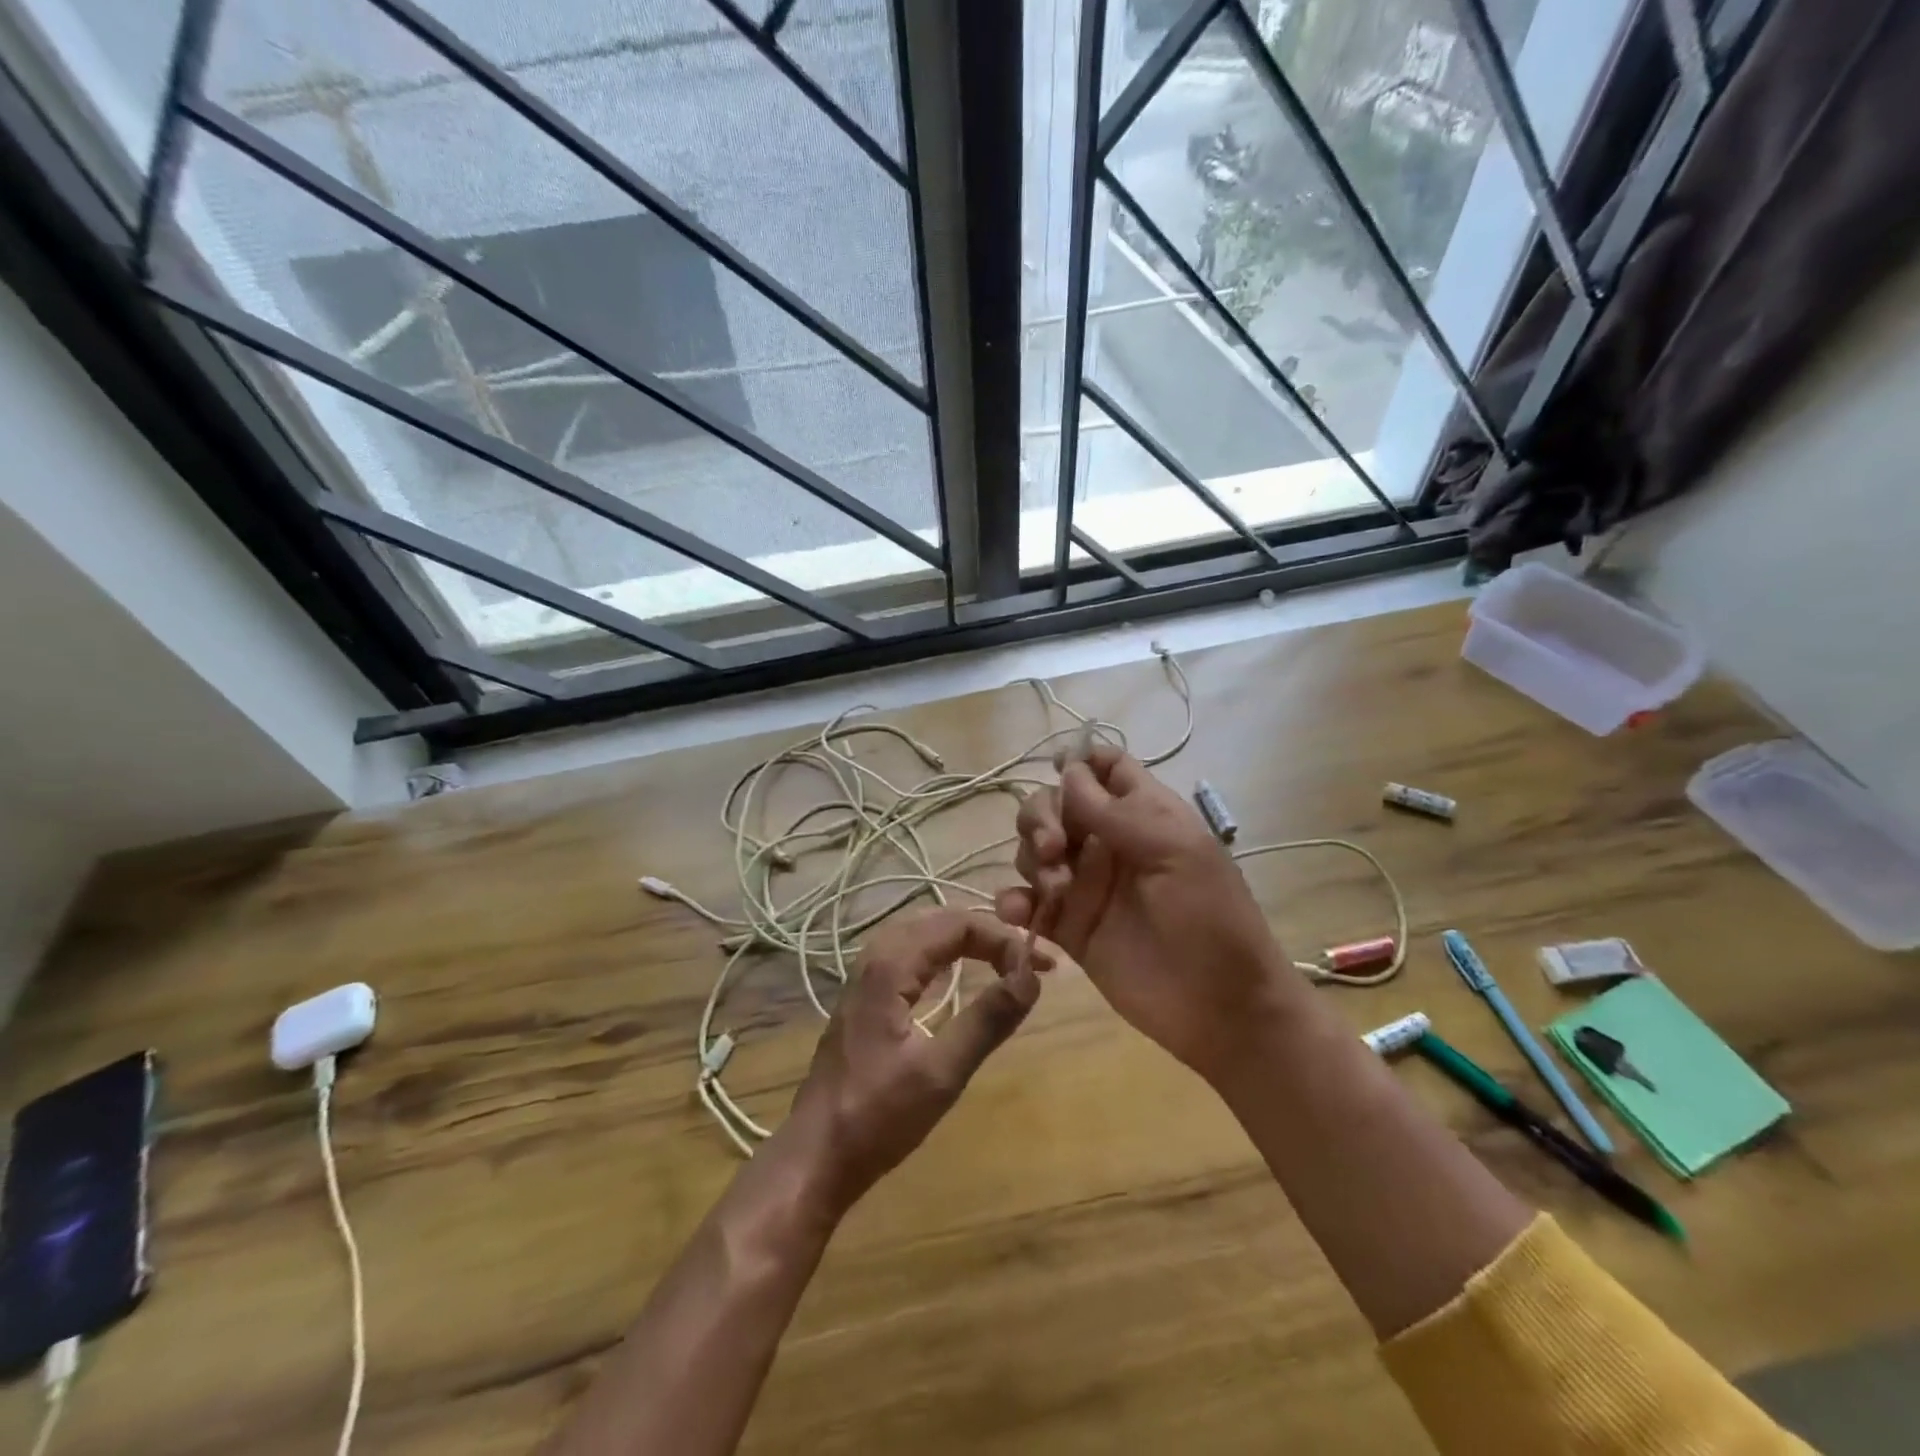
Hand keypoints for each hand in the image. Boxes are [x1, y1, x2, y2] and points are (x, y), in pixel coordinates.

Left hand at [782, 909, 1047, 1211]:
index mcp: (890, 965)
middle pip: (940, 920)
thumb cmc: (877, 1116)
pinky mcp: (866, 995)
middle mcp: (876, 957)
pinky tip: (960, 973)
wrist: (816, 1154)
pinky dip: (945, 954)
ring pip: (924, 933)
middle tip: (1030, 961)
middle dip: (989, 933)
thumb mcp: (941, 1072)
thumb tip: (1030, 978)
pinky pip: (912, 953)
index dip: (1002, 938)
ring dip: (967, 940)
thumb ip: (987, 1021)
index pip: (957, 924)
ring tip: (1006, 960)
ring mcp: (866, 975)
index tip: (1038, 969)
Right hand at [997, 746, 1294, 1082]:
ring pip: (1035, 849)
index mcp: (1142, 814)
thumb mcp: (1176, 851)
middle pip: (1055, 805)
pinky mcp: (1069, 928)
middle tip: (1054, 848)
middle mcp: (1108, 842)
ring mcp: (1086, 885)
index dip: (1078, 761)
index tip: (1055, 769)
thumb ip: (1117, 811)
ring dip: (1032, 858)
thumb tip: (1067, 770)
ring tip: (1056, 892)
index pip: (1105, 768)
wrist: (1221, 1007)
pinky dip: (1014, 902)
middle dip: (1041, 817)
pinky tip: (1018, 913)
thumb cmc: (1211, 917)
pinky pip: (1028, 902)